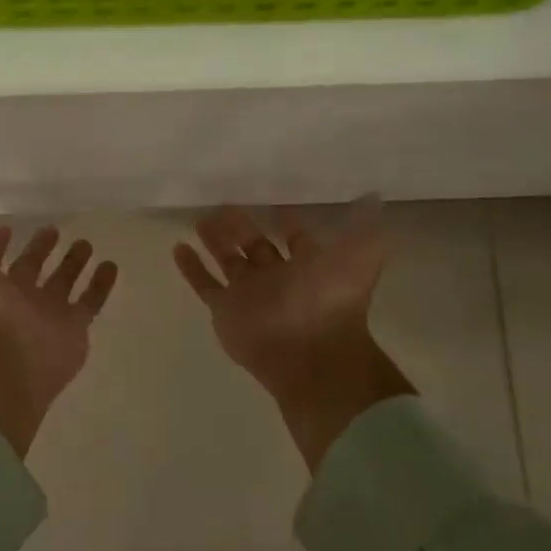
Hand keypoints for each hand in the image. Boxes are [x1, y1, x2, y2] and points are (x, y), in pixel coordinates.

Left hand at [0, 225, 118, 456]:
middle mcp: (16, 300)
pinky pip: (91, 301)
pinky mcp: (74, 328)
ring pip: (63, 282)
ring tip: (85, 243)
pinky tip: (110, 265)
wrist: (5, 361)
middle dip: (39, 250)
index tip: (5, 229)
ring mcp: (46, 315)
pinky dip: (101, 284)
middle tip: (52, 229)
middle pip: (30, 270)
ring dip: (73, 263)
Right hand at [175, 203, 412, 471]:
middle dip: (241, 227)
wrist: (309, 353)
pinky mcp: (225, 310)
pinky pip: (204, 284)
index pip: (296, 240)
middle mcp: (278, 278)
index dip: (287, 222)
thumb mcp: (360, 256)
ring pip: (227, 261)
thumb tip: (372, 197)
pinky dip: (190, 267)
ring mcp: (249, 294)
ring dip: (215, 241)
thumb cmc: (332, 300)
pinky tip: (178, 246)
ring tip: (201, 219)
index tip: (273, 204)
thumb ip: (364, 225)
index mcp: (309, 266)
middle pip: (255, 246)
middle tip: (223, 205)